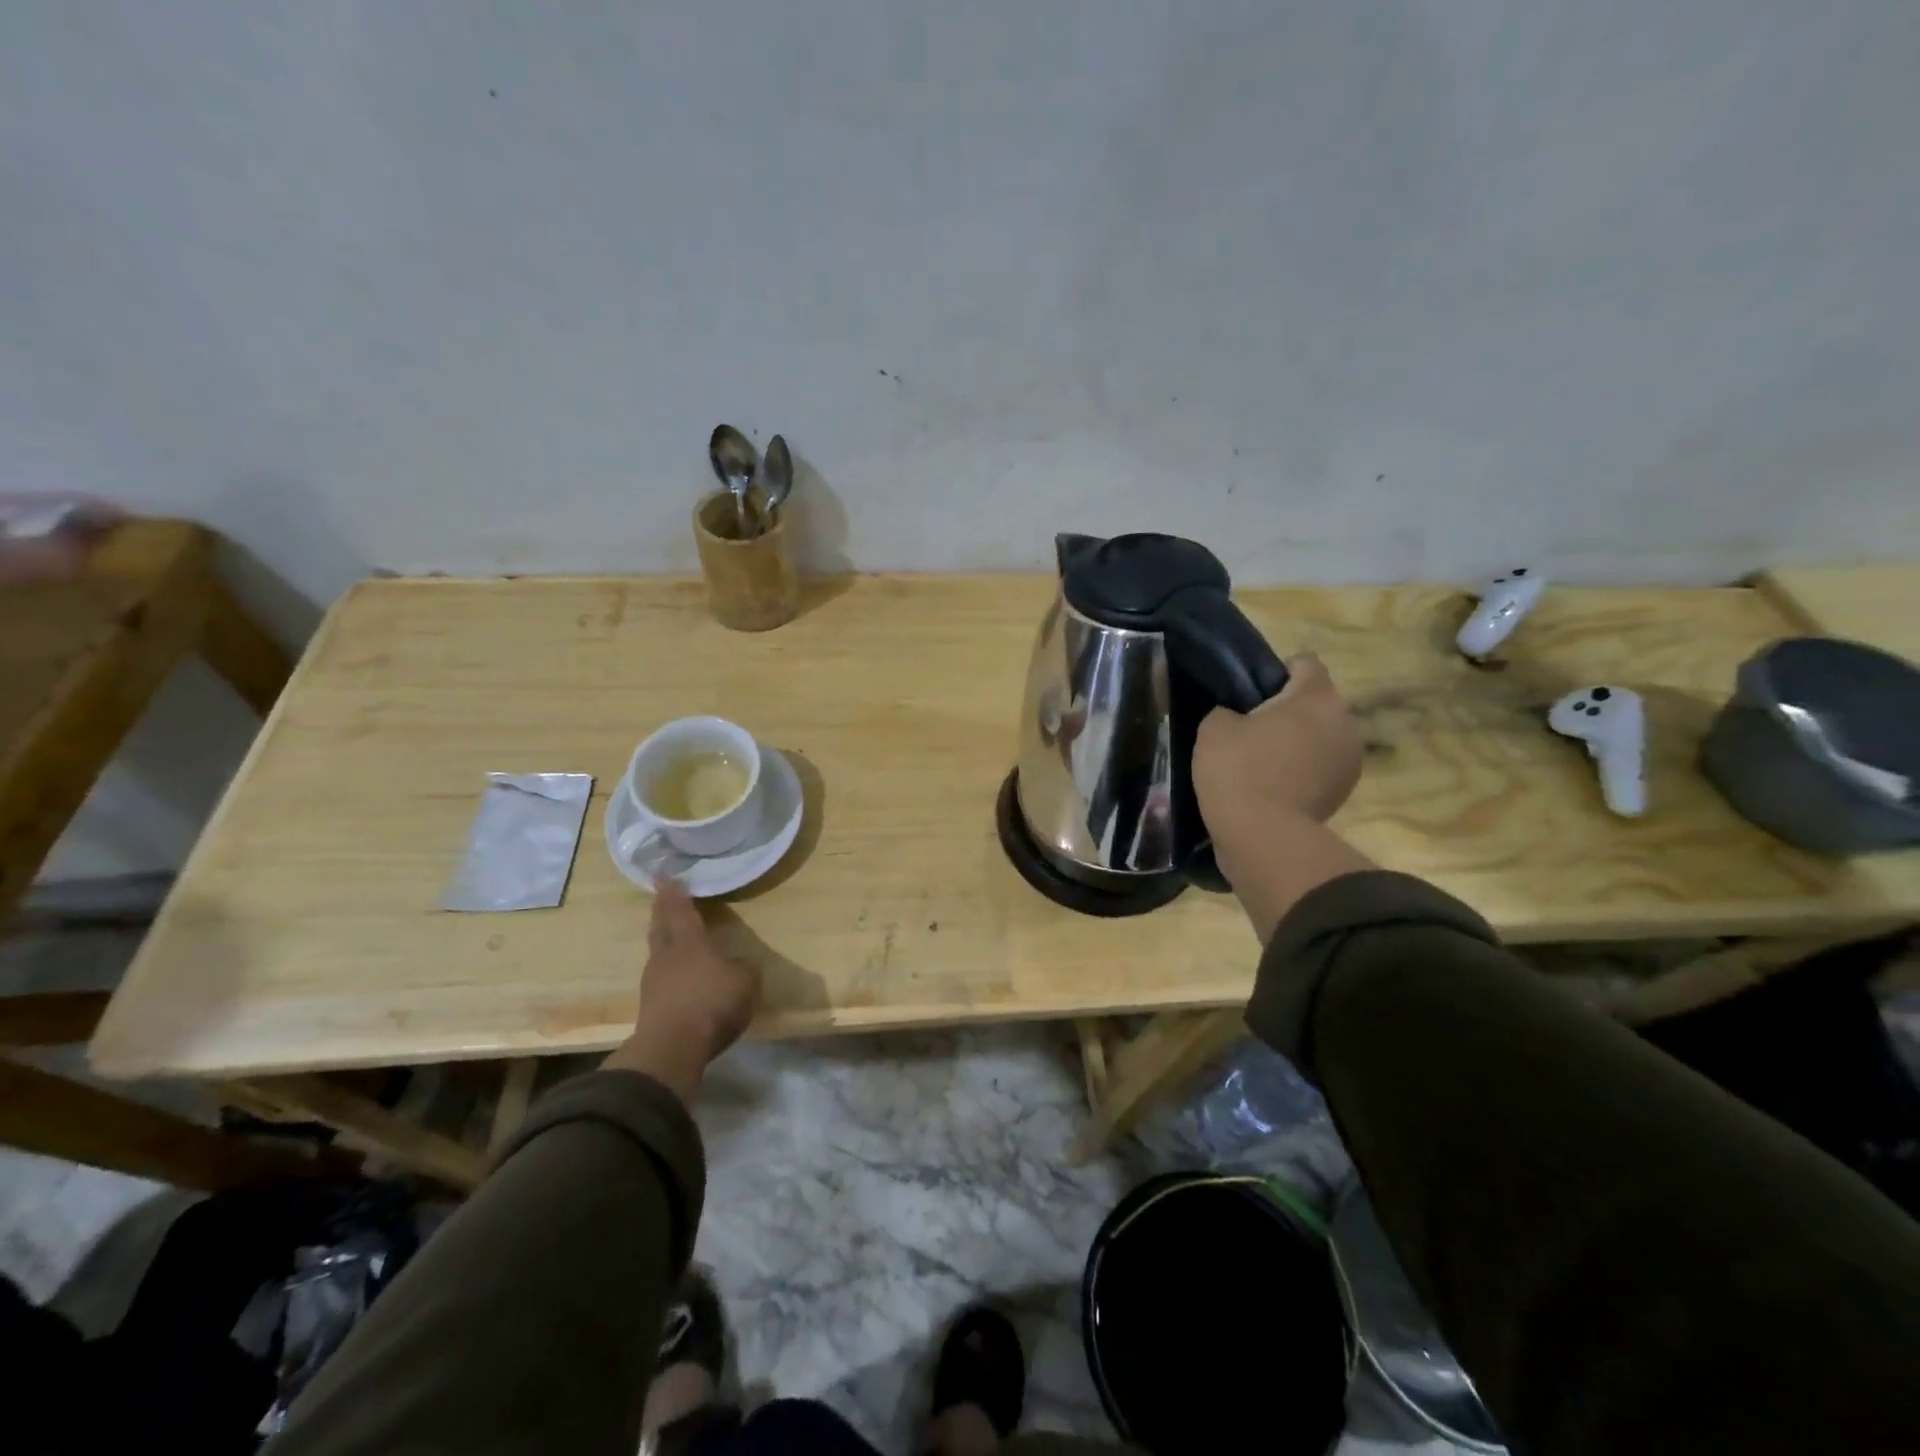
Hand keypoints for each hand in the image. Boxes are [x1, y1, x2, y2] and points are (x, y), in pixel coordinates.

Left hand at [603, 882, 760, 1099]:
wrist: (672, 1049)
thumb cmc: (711, 1002)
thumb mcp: (745, 981)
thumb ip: (744, 968)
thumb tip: (738, 964)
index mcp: (689, 941)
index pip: (679, 909)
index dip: (674, 893)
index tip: (664, 877)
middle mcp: (667, 955)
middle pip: (661, 927)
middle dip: (662, 912)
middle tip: (662, 899)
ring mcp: (654, 982)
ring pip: (658, 952)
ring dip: (663, 941)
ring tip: (672, 936)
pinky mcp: (651, 1007)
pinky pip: (661, 977)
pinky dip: (668, 969)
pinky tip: (677, 974)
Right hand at [1194, 653, 1369, 939]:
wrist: (1263, 838)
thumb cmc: (1238, 771)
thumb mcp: (1214, 727)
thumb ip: (1230, 709)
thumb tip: (1241, 717)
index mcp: (1315, 696)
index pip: (1304, 663)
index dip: (1274, 672)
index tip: (1248, 694)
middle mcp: (1344, 722)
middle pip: (1314, 703)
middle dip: (1286, 711)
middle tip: (1248, 731)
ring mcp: (1350, 760)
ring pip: (1319, 736)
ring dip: (1296, 743)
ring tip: (1260, 764)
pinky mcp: (1344, 792)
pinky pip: (1319, 767)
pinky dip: (1301, 771)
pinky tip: (1272, 787)